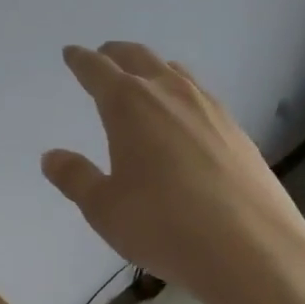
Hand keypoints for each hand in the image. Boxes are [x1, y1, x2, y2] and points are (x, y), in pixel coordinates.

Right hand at [41, 42, 304, 303]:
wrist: (253, 250)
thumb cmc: (164, 226)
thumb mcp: (104, 208)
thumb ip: (75, 177)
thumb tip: (51, 156)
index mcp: (128, 104)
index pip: (97, 69)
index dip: (80, 60)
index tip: (71, 53)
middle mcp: (168, 93)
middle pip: (138, 57)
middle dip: (115, 54)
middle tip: (102, 56)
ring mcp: (208, 107)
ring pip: (173, 71)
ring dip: (150, 67)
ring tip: (141, 79)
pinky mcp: (235, 129)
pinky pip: (199, 94)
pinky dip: (179, 90)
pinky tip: (182, 115)